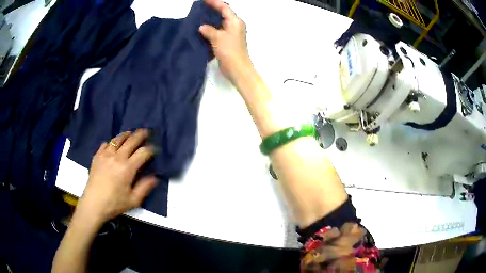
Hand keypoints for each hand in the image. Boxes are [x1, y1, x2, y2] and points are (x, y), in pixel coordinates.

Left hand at [76, 129, 156, 226]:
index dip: (151, 149)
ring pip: (117, 139)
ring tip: (130, 133)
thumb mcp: (133, 200)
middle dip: (140, 135)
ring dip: (126, 135)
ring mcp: (105, 155)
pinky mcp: (97, 156)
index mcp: (127, 168)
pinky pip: (105, 144)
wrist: (93, 204)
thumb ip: (145, 187)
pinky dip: (111, 142)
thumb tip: (155, 177)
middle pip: (131, 141)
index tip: (155, 149)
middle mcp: (117, 157)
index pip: (142, 153)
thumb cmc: (114, 203)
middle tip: (146, 131)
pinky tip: (112, 145)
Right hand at [199, 0, 251, 82]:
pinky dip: (210, 30)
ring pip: (219, 23)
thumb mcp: (218, 38)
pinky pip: (218, 32)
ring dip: (210, 20)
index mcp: (235, 22)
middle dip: (212, 10)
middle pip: (223, 14)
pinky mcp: (227, 42)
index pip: (224, 8)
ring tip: (198, 17)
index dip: (214, 2)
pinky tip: (201, 30)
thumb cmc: (230, 51)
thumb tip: (202, 27)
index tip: (204, 0)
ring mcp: (231, 34)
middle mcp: (234, 26)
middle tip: (200, 8)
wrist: (237, 69)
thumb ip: (208, 30)